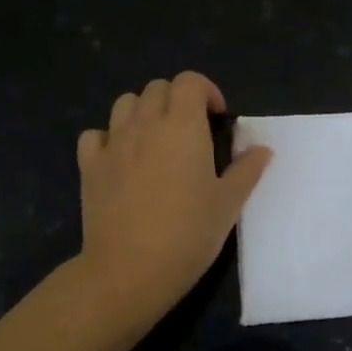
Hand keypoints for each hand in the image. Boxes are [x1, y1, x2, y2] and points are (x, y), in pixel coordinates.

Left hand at [75, 71, 270, 323]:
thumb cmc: (188, 234)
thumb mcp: (228, 204)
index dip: (206, 91)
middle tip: (190, 132)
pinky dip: (108, 138)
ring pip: (125, 103)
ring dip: (143, 112)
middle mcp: (145, 124)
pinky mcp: (89, 166)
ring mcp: (113, 143)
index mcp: (183, 126)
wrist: (130, 269)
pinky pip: (95, 135)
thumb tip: (262, 149)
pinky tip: (120, 159)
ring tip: (156, 140)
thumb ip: (246, 170)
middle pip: (157, 88)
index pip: (189, 81)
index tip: (217, 119)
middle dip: (176, 100)